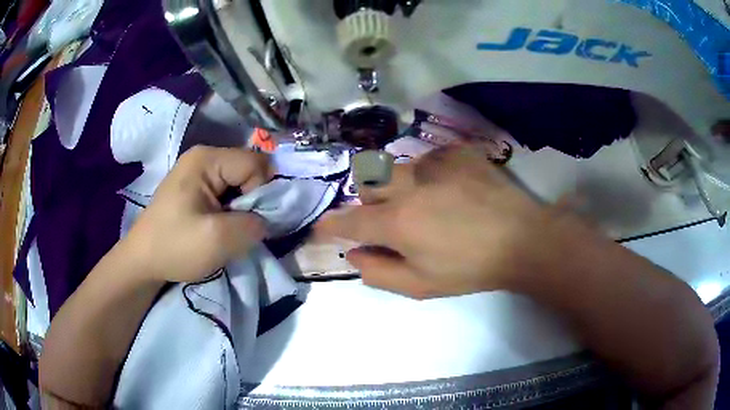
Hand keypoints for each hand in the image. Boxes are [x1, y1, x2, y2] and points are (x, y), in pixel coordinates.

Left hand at [123, 146, 274, 282]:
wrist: (142, 261)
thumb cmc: (175, 247)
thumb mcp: (218, 240)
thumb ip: (253, 225)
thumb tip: (266, 220)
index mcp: (207, 159)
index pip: (256, 164)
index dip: (260, 193)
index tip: (245, 221)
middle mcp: (204, 156)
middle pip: (249, 170)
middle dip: (251, 201)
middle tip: (235, 227)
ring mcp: (198, 171)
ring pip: (240, 183)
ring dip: (240, 209)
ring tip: (225, 229)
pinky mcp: (195, 186)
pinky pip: (227, 191)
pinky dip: (230, 211)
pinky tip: (216, 226)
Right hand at [317, 145, 569, 298]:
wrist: (521, 239)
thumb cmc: (470, 268)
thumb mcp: (421, 285)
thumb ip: (379, 272)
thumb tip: (354, 254)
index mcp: (398, 222)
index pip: (350, 220)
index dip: (331, 224)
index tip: (321, 226)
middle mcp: (409, 185)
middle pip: (368, 183)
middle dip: (368, 202)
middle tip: (390, 219)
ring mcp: (434, 163)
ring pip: (396, 168)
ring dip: (398, 186)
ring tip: (426, 203)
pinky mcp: (456, 152)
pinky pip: (427, 158)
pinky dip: (428, 174)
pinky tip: (449, 188)